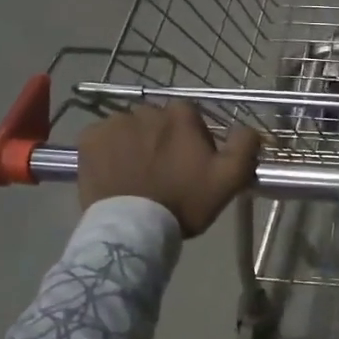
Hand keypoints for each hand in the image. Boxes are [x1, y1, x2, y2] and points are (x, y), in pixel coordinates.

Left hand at [78, 101, 260, 236]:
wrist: (134, 228)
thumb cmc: (184, 203)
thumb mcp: (229, 179)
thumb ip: (245, 147)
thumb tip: (250, 128)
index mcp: (181, 115)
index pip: (189, 118)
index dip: (191, 140)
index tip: (189, 166)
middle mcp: (147, 110)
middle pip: (157, 122)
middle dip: (160, 140)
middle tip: (162, 172)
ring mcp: (114, 123)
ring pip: (129, 129)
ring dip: (133, 145)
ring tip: (135, 175)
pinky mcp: (89, 139)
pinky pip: (102, 138)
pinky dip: (108, 151)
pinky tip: (114, 173)